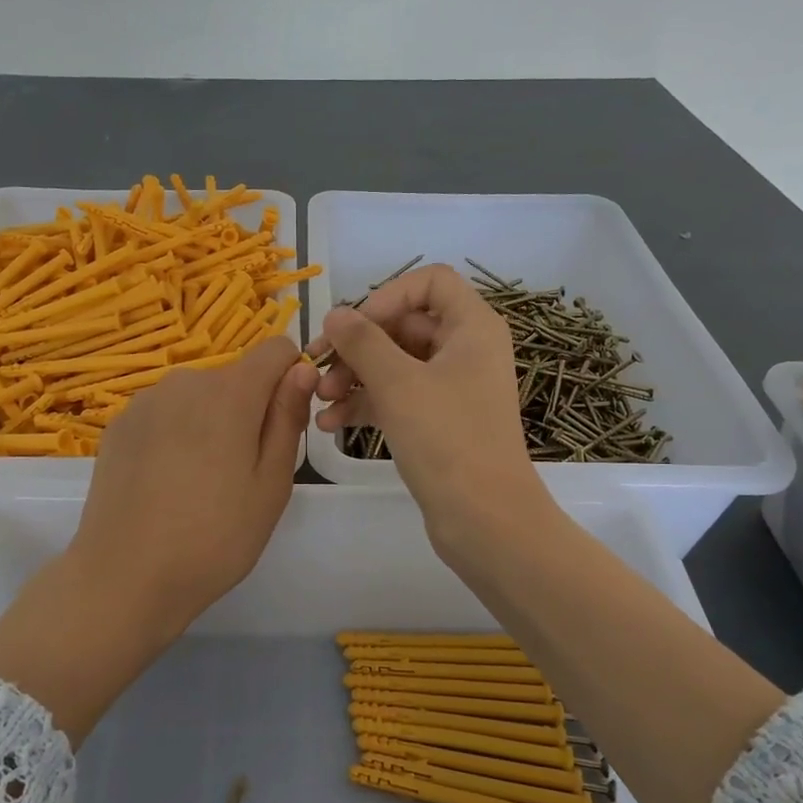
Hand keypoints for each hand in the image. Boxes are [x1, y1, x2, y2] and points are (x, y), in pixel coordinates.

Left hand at [0, 336, 314, 743]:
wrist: (123, 578)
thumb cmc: (214, 538)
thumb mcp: (271, 485)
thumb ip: (287, 418)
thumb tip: (302, 369)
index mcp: (229, 392)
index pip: (276, 349)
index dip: (290, 378)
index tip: (284, 424)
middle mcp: (185, 381)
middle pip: (235, 376)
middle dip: (249, 408)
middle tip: (242, 472)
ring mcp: (145, 401)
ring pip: (198, 396)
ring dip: (210, 421)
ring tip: (201, 482)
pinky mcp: (119, 424)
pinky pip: (165, 413)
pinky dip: (176, 433)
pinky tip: (166, 482)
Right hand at [308, 264, 548, 558]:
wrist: (485, 520)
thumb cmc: (448, 439)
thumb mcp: (398, 383)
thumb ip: (362, 341)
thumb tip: (335, 314)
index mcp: (472, 327)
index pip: (430, 282)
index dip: (387, 296)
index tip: (354, 326)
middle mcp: (466, 350)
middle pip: (404, 325)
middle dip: (357, 345)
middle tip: (317, 366)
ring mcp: (453, 388)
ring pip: (395, 364)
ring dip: (354, 377)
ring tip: (320, 400)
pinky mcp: (439, 421)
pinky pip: (397, 397)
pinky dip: (365, 405)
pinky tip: (330, 424)